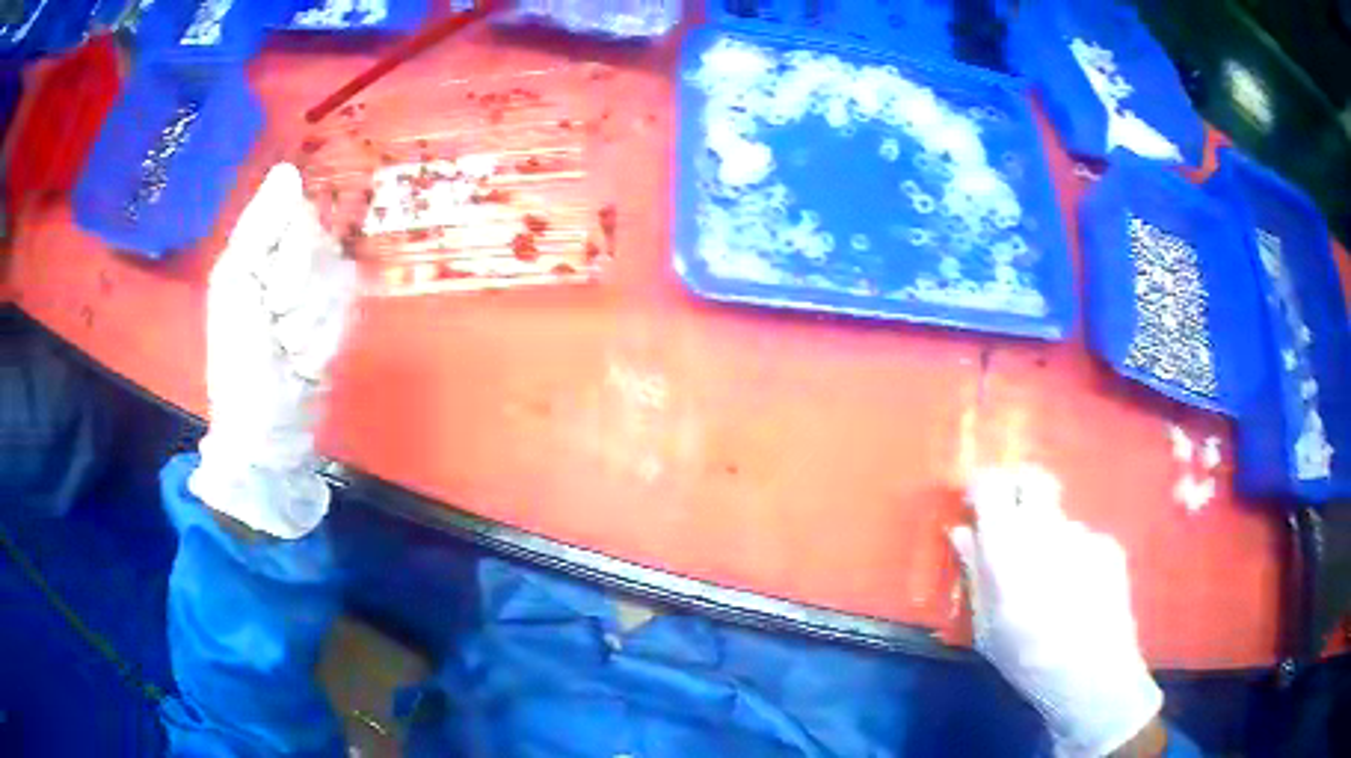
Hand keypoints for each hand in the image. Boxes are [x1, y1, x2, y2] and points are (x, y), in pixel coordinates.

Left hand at [189, 163, 356, 539]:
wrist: (268, 424)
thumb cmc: (239, 358)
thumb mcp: (235, 287)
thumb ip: (259, 228)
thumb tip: (289, 169)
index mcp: (256, 246)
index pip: (298, 210)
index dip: (293, 243)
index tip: (272, 277)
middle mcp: (288, 257)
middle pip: (322, 240)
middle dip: (299, 287)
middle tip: (276, 318)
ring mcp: (316, 286)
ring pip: (339, 274)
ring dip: (313, 318)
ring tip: (290, 345)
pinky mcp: (338, 315)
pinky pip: (350, 305)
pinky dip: (327, 334)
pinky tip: (308, 354)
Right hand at [950, 465, 1163, 757]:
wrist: (1091, 673)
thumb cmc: (1025, 657)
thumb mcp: (985, 625)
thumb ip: (974, 572)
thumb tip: (961, 532)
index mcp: (1007, 545)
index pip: (990, 485)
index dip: (980, 486)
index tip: (974, 501)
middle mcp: (1046, 526)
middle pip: (1033, 479)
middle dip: (1019, 489)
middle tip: (1011, 520)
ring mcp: (1082, 532)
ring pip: (1058, 518)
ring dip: (1048, 536)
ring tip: (1050, 581)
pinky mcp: (1108, 544)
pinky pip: (1082, 540)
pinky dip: (1074, 556)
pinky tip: (1077, 592)